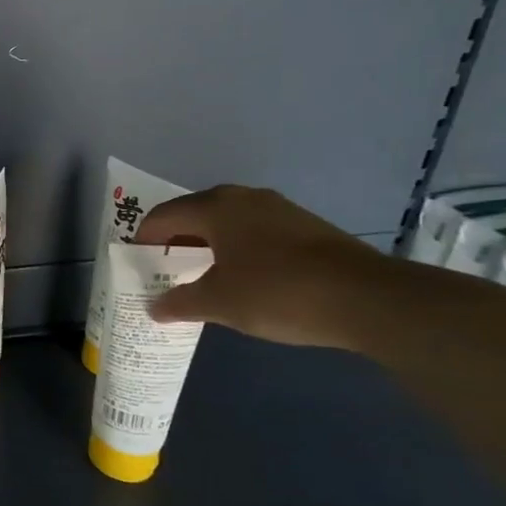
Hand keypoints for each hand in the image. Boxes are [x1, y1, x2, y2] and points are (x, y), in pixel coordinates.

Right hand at [132, 186, 386, 349]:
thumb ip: (180, 303)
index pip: (162, 216)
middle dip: (175, 241)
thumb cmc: (277, 292)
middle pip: (194, 214)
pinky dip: (238, 249)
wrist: (369, 299)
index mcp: (214, 207)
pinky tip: (244, 277)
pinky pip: (255, 231)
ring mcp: (279, 209)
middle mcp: (243, 198)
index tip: (136, 264)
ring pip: (227, 222)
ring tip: (202, 276)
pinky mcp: (306, 227)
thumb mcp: (219, 303)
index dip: (144, 240)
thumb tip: (154, 308)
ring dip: (208, 245)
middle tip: (164, 270)